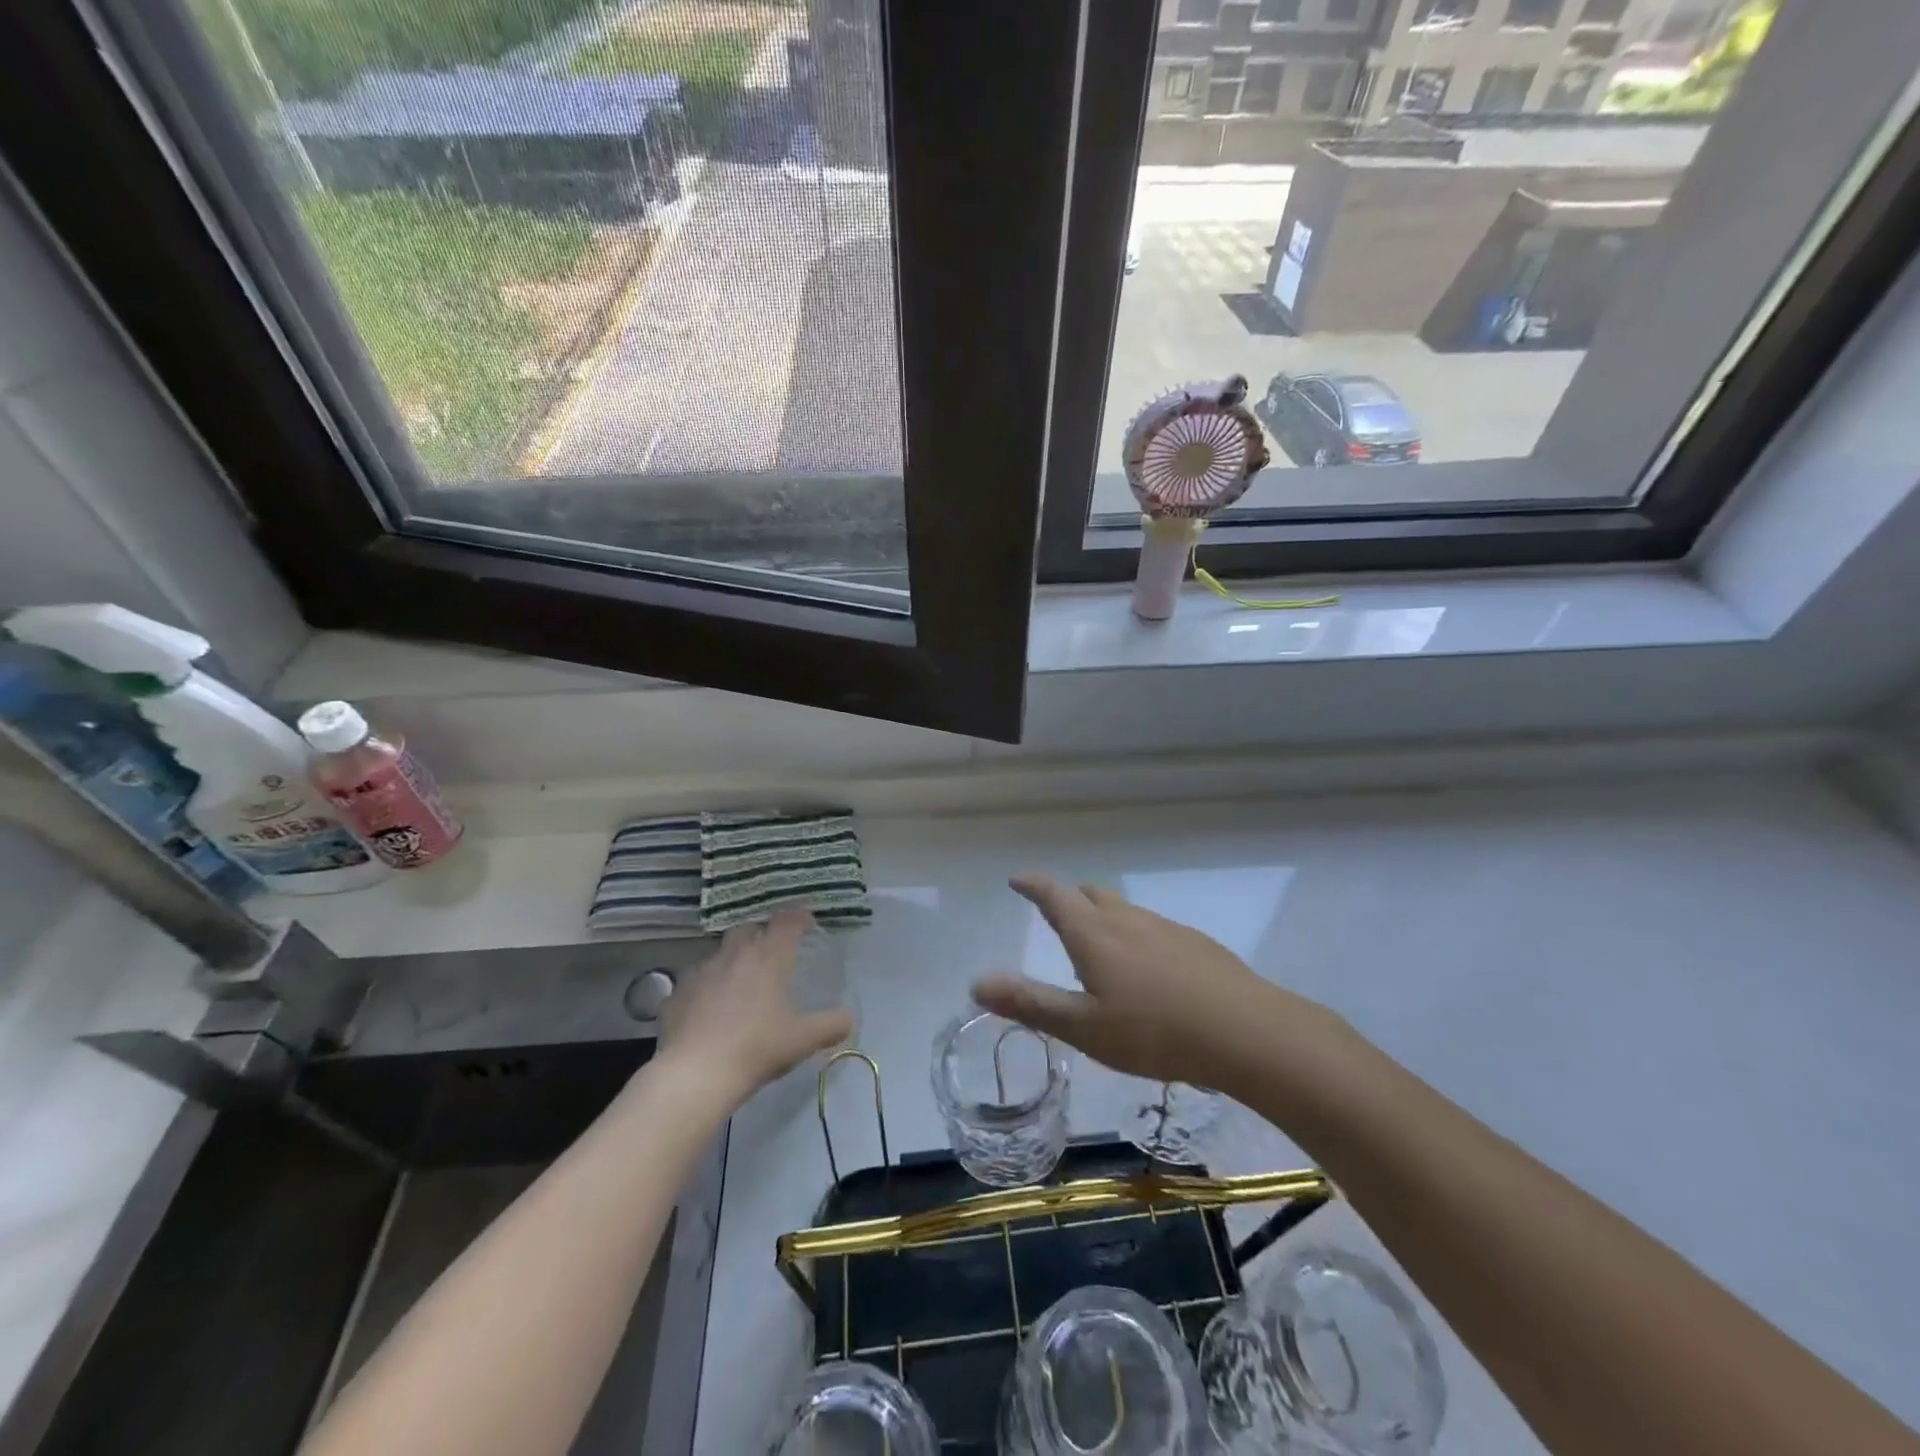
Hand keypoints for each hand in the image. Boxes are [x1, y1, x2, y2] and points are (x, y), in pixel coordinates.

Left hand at [659, 911, 852, 1103]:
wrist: (696, 1074)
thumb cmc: (757, 1048)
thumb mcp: (803, 1040)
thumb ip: (831, 1025)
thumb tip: (850, 1018)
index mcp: (768, 957)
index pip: (787, 922)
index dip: (798, 918)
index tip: (806, 920)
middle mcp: (734, 954)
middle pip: (748, 927)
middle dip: (761, 931)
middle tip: (772, 947)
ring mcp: (701, 971)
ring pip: (719, 952)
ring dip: (732, 958)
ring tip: (740, 979)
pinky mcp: (676, 994)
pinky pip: (695, 981)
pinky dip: (706, 987)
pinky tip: (709, 1007)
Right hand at [973, 875, 1335, 1088]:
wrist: (1248, 1032)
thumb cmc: (1155, 1032)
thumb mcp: (1084, 1028)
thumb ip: (1031, 1003)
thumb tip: (976, 982)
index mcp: (1094, 934)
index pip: (1055, 895)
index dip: (1033, 884)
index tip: (1018, 879)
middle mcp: (1127, 919)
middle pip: (1091, 895)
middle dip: (1069, 899)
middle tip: (1057, 915)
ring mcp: (1166, 927)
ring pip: (1125, 910)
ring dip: (1104, 917)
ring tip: (1101, 945)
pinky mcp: (1197, 943)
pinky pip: (1153, 928)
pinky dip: (1137, 936)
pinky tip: (1150, 969)